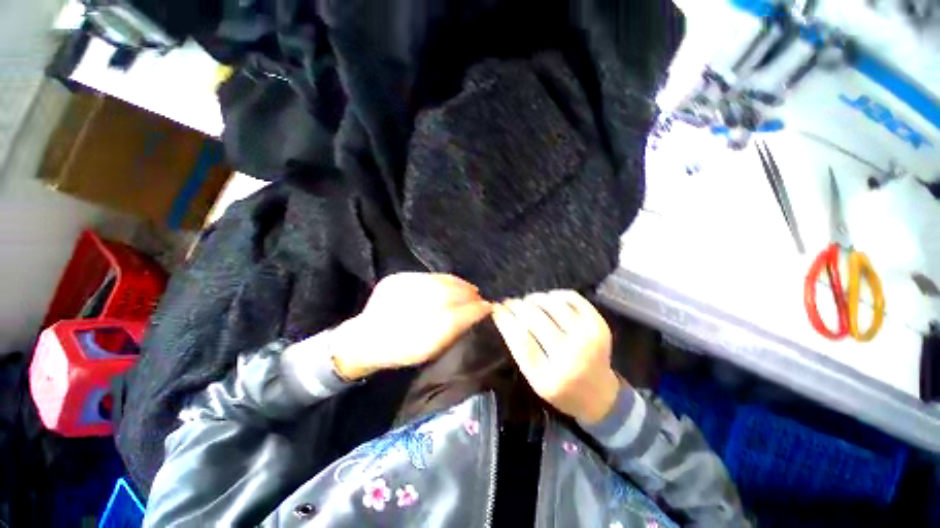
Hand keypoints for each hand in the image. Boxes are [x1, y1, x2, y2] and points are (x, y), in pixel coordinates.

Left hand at [331, 273, 491, 379]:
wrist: (364, 339)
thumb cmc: (400, 350)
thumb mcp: (428, 350)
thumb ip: (454, 330)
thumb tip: (480, 312)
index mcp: (410, 338)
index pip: (450, 319)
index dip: (472, 311)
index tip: (488, 308)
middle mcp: (400, 311)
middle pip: (444, 297)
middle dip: (467, 296)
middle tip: (481, 299)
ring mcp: (395, 291)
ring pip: (436, 284)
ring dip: (458, 285)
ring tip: (471, 290)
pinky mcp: (393, 280)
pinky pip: (426, 277)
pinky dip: (444, 280)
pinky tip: (453, 283)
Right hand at [492, 291, 620, 423]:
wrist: (600, 395)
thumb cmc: (560, 389)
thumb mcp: (534, 379)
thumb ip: (519, 350)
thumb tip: (504, 314)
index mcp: (550, 377)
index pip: (520, 340)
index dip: (505, 319)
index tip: (495, 308)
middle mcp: (571, 357)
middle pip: (535, 319)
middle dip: (516, 305)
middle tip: (509, 302)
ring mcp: (589, 339)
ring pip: (552, 305)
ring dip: (534, 298)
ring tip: (527, 300)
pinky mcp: (600, 325)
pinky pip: (572, 298)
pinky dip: (555, 294)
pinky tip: (548, 299)